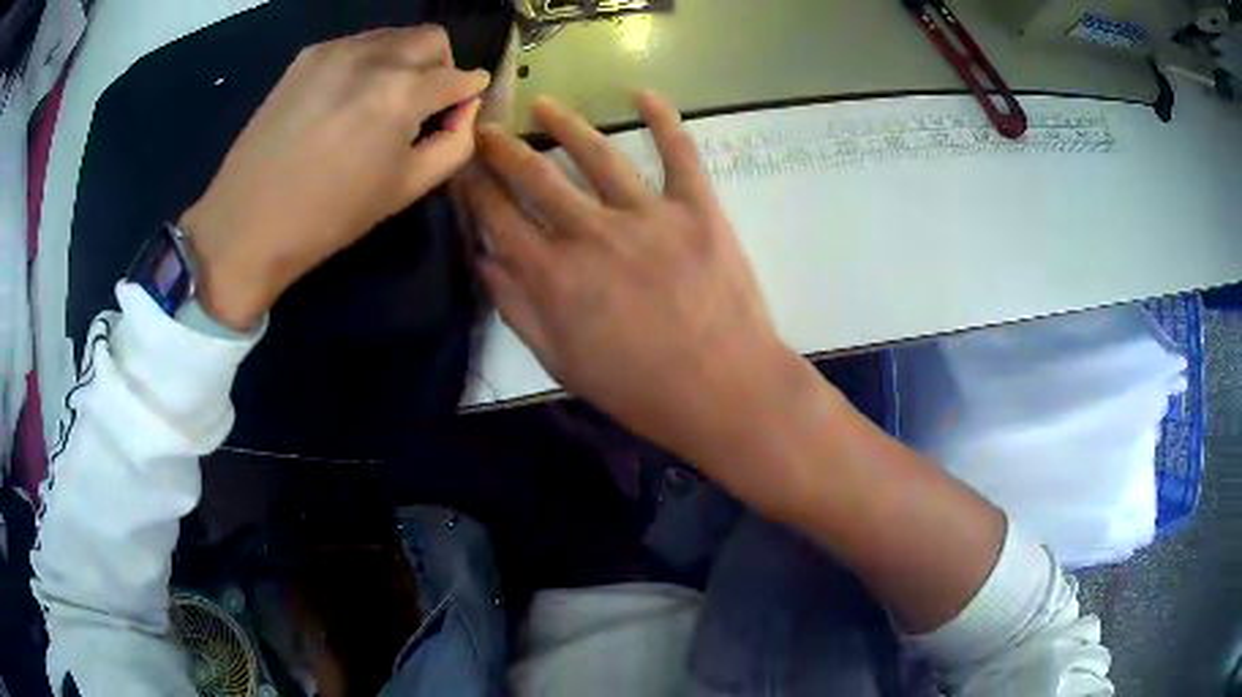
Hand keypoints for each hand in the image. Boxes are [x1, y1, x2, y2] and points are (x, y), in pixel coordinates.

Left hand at [181, 26, 490, 329]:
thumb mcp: (407, 189)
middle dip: (440, 66)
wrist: (248, 224)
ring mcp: (337, 50)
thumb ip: (454, 144)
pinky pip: (357, 44)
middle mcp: (375, 56)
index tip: (459, 111)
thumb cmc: (330, 216)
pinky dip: (367, 63)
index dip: (468, 94)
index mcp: (404, 92)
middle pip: (432, 38)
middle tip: (422, 104)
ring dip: (403, 61)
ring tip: (378, 103)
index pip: (460, 76)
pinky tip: (345, 100)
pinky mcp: (307, 57)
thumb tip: (463, 111)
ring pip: (394, 36)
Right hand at [464, 93, 800, 466]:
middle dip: (504, 149)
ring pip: (597, 155)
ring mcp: (648, 215)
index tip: (461, 167)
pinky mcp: (697, 209)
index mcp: (555, 275)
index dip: (474, 189)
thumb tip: (484, 259)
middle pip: (538, 177)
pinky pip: (679, 154)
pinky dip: (664, 120)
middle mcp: (593, 233)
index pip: (499, 217)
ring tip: (543, 105)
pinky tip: (643, 95)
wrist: (725, 391)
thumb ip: (517, 309)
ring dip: (565, 125)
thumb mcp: (561, 363)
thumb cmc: (639, 389)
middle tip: (487, 128)